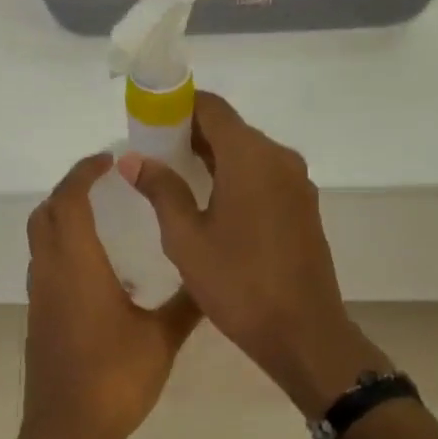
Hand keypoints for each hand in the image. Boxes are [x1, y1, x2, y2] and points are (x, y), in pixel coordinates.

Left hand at [21, 153, 201, 438]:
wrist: (66, 432)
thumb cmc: (114, 380)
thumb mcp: (161, 340)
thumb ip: (187, 305)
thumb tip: (212, 277)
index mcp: (78, 267)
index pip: (70, 201)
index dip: (84, 173)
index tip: (110, 159)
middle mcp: (51, 273)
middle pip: (46, 213)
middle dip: (70, 188)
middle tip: (104, 180)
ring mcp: (40, 296)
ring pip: (40, 239)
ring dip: (62, 216)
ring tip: (101, 214)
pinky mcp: (38, 317)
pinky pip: (44, 264)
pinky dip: (62, 245)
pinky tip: (97, 267)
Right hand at [123, 93, 385, 416]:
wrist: (303, 333)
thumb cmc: (238, 284)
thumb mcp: (186, 239)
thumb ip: (161, 190)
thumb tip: (134, 159)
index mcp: (250, 157)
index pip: (212, 107)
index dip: (177, 105)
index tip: (147, 118)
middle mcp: (279, 159)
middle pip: (230, 128)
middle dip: (190, 132)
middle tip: (152, 150)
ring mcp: (296, 183)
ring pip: (247, 152)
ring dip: (213, 155)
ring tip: (174, 175)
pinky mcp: (303, 206)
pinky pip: (263, 174)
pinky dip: (235, 175)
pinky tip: (210, 200)